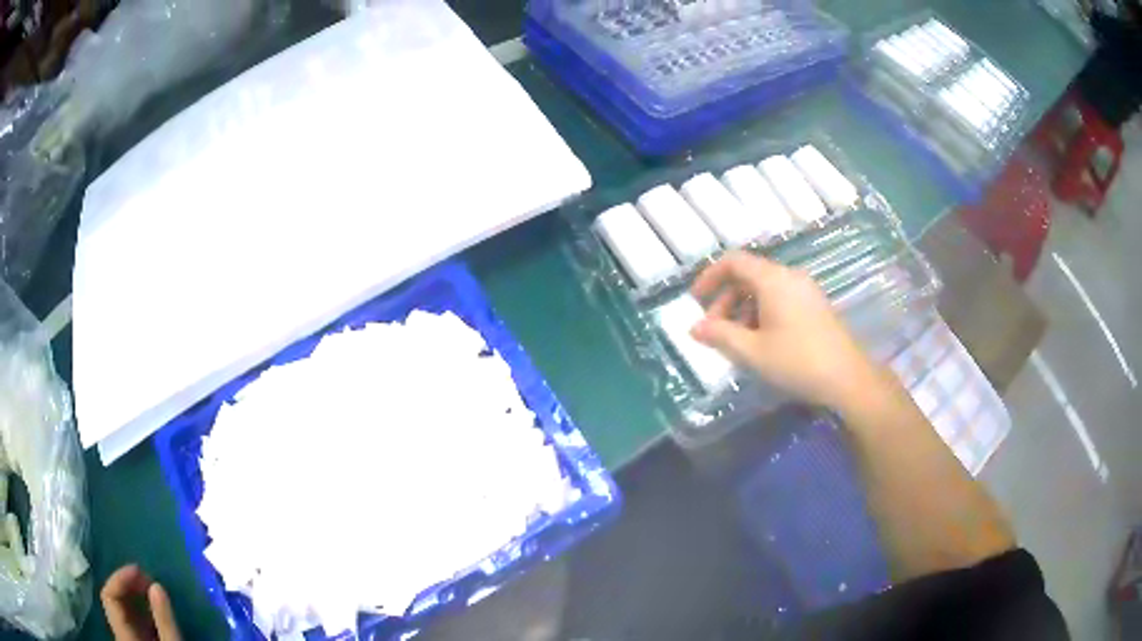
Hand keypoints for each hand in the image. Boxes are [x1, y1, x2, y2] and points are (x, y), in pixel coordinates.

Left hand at [101, 565, 181, 640]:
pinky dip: (140, 611)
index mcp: (121, 632)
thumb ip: (163, 620)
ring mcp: (126, 639)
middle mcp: (119, 632)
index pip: (108, 594)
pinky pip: (132, 623)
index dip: (120, 578)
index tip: (139, 570)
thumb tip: (157, 585)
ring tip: (151, 591)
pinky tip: (153, 611)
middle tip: (147, 578)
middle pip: (113, 600)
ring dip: (134, 597)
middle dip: (128, 585)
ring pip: (122, 612)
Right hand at [690, 251, 890, 412]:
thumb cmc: (797, 362)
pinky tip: (760, 342)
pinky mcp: (815, 306)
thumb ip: (720, 335)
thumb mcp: (752, 351)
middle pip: (749, 275)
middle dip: (725, 299)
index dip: (710, 276)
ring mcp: (805, 290)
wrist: (848, 378)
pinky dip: (762, 313)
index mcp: (773, 280)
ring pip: (764, 289)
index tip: (696, 301)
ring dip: (743, 309)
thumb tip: (694, 328)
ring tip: (736, 341)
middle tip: (714, 330)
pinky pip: (780, 298)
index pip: (734, 261)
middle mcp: (789, 277)